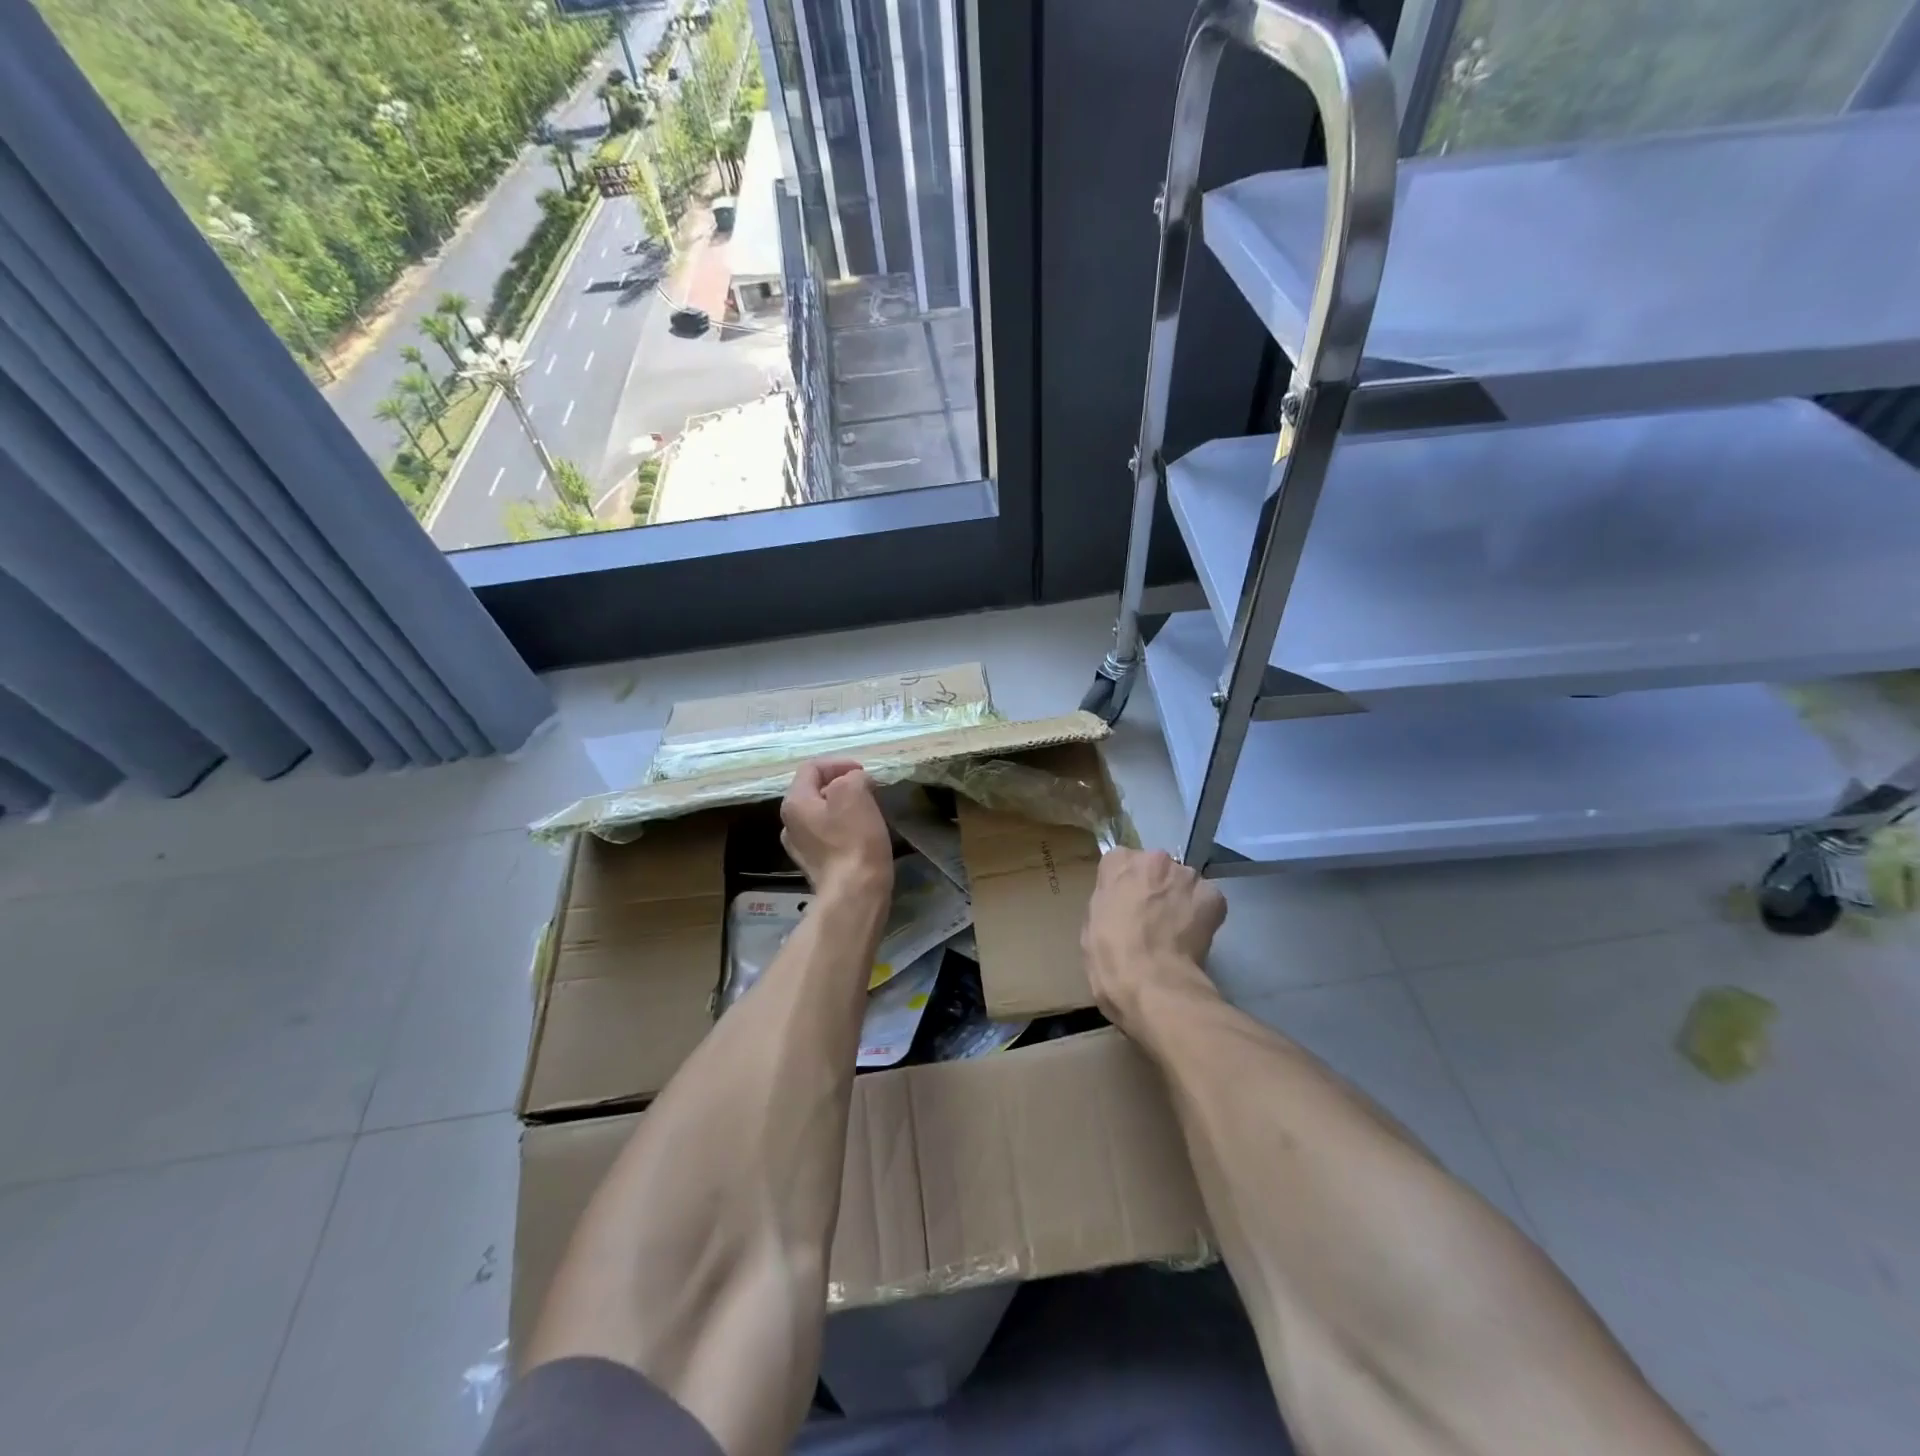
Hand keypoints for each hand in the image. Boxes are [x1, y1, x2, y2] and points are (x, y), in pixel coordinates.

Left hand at [781, 759, 893, 903]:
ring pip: (822, 814)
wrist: (854, 894)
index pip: (812, 767)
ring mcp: (800, 847)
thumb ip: (853, 777)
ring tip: (868, 810)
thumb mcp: (854, 793)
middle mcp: (789, 824)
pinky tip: (862, 836)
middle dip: (843, 785)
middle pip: (815, 791)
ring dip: (844, 807)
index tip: (865, 772)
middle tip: (868, 789)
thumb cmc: (853, 840)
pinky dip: (844, 828)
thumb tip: (856, 783)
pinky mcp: (816, 866)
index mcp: (794, 802)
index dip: (839, 763)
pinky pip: (828, 835)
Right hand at [1082, 848, 1226, 1033]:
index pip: (1120, 862)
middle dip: (1155, 888)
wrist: (1152, 985)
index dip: (1124, 885)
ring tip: (1176, 932)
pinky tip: (1193, 938)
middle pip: (1155, 868)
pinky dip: (1202, 915)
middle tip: (1152, 919)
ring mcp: (1186, 875)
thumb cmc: (1109, 957)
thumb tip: (1121, 901)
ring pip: (1183, 883)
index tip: (1125, 905)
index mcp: (1117, 862)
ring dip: (1180, 899)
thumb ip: (1108, 900)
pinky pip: (1206, 900)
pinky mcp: (1214, 896)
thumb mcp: (1090, 923)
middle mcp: (1154, 858)